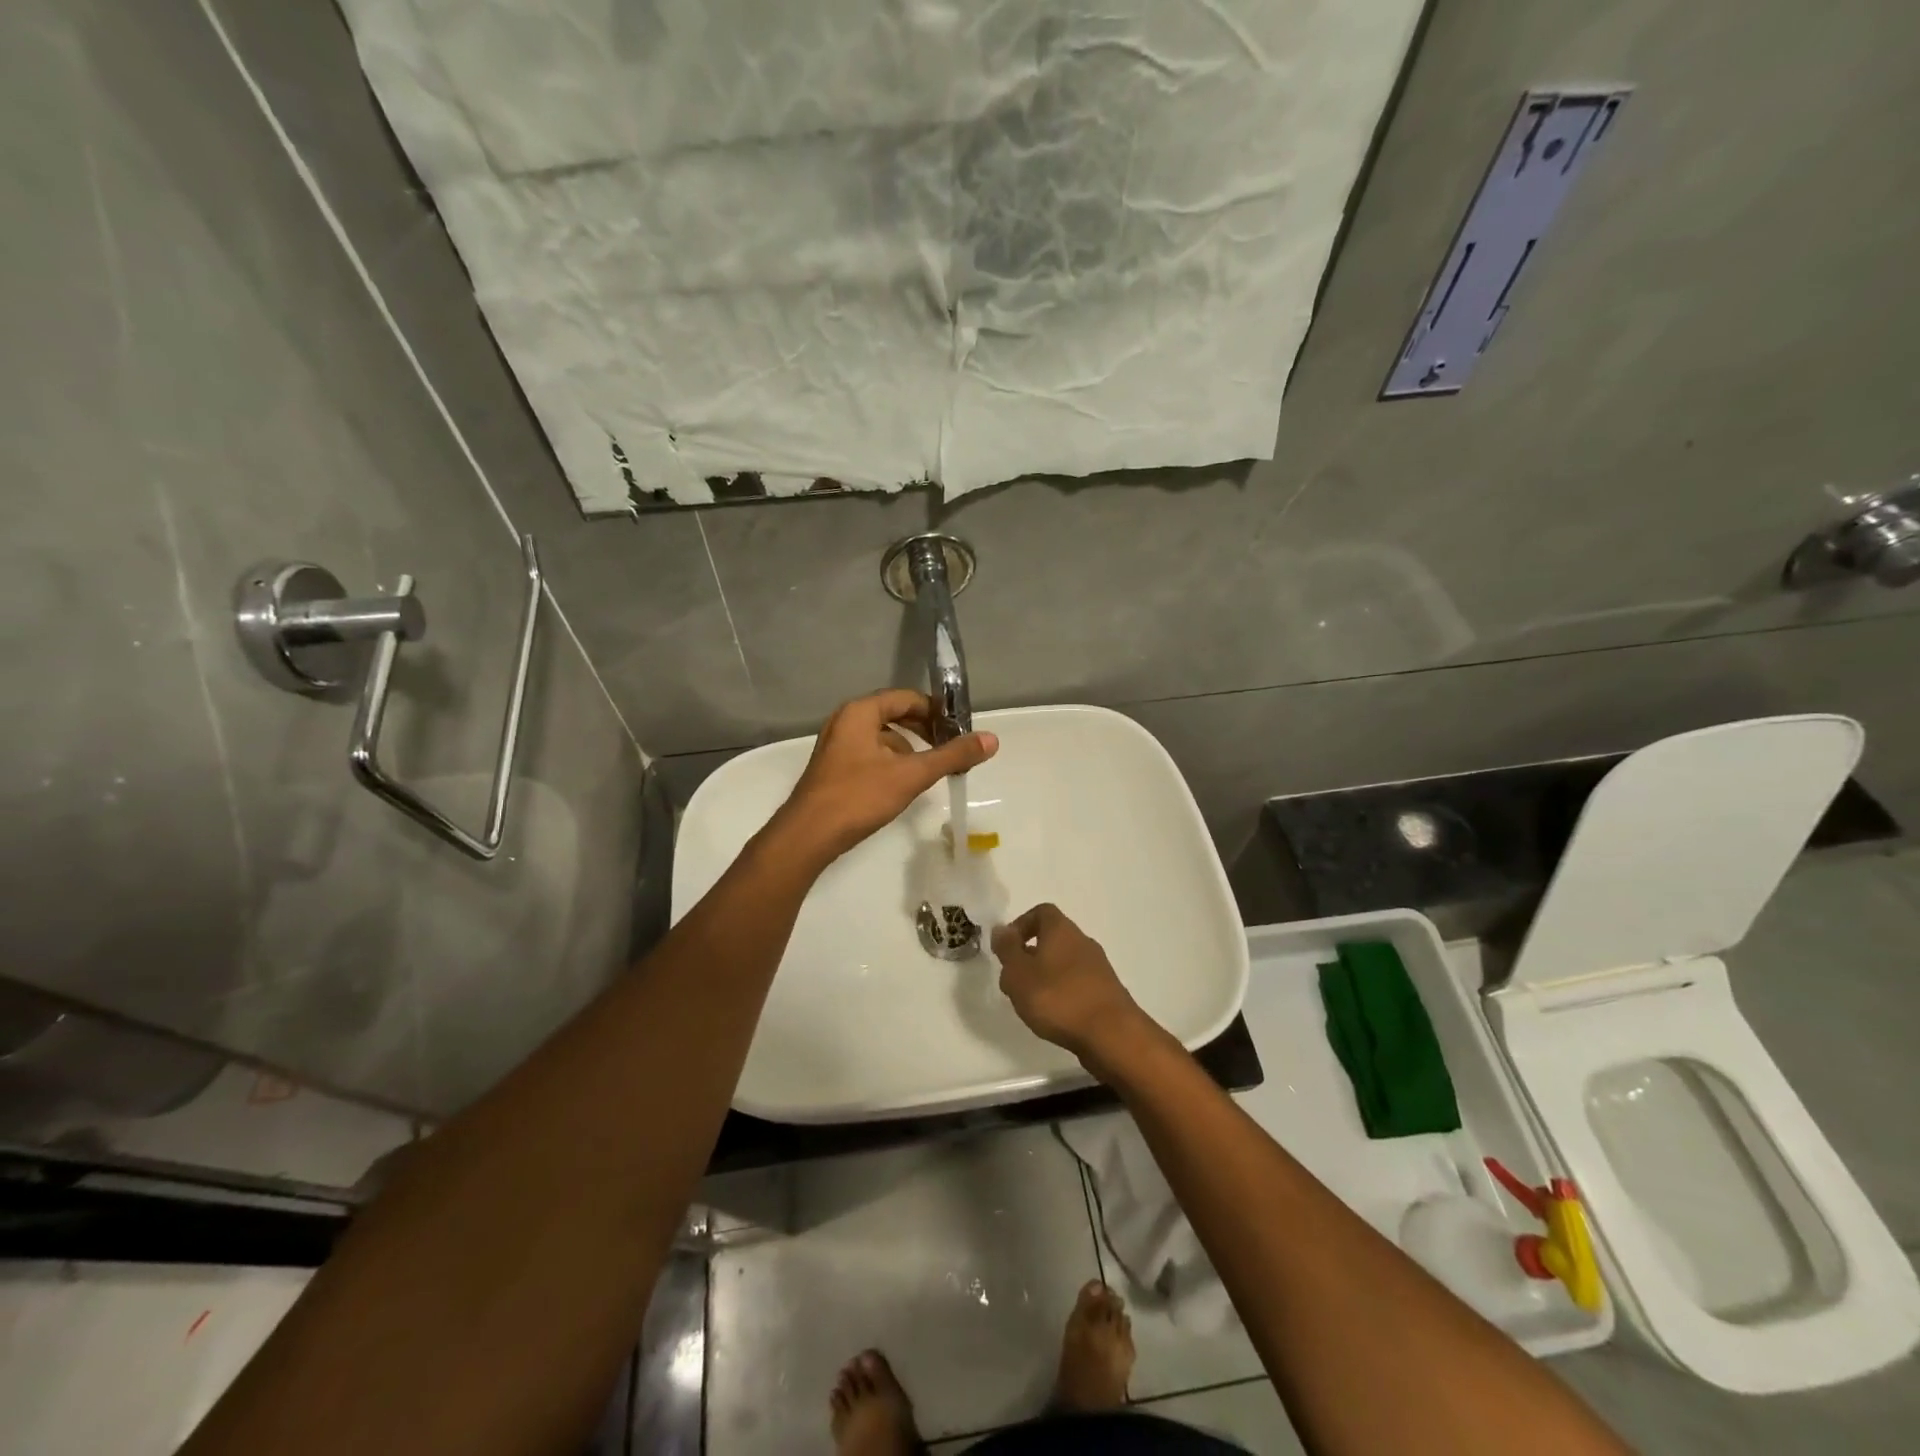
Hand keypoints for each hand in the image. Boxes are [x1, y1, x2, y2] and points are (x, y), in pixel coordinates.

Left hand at [772, 689, 997, 865]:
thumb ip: (951, 756)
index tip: (959, 728)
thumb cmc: (859, 797)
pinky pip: (870, 753)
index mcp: (860, 712)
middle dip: (923, 730)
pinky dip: (891, 761)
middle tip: (949, 747)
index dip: (935, 710)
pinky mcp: (834, 768)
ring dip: (908, 748)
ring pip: (882, 736)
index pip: (906, 698)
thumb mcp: (911, 775)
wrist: (809, 835)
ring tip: (931, 768)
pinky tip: (904, 784)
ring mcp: (836, 745)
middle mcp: (845, 721)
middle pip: (893, 714)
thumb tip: (992, 739)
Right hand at [992, 904, 1147, 1063]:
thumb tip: (1001, 929)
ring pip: (1063, 963)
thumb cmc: (1058, 998)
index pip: (1041, 912)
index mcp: (1061, 930)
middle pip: (1052, 938)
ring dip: (1044, 977)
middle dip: (1029, 956)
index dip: (1020, 925)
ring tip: (1030, 1004)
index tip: (1006, 949)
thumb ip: (1007, 949)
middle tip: (1013, 981)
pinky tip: (1054, 1017)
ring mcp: (1098, 967)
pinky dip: (1062, 993)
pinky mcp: (1106, 992)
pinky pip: (1076, 983)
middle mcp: (1082, 941)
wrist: (1112, 1035)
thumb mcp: (1019, 973)